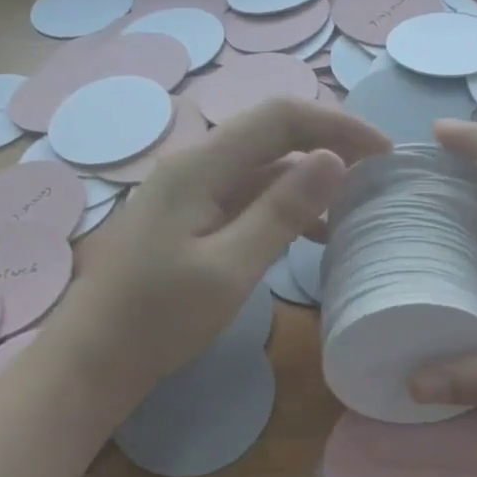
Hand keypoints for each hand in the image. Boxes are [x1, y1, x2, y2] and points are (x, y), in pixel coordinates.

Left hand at [41, 98, 390, 404]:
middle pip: (272, 132)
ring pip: (262, 164)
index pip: (280, 117)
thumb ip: (282, 211)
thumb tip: (333, 159)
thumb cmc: (158, 319)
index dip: (337, 125)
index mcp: (201, 166)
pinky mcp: (190, 215)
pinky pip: (247, 193)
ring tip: (352, 205)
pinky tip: (311, 233)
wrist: (93, 360)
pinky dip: (285, 203)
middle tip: (375, 173)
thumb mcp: (230, 269)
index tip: (384, 153)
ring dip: (309, 176)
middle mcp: (195, 164)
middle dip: (328, 143)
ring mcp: (190, 189)